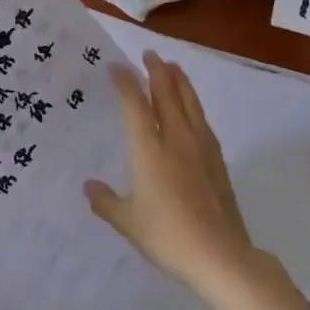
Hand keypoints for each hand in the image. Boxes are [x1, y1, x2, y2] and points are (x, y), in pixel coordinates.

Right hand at [86, 54, 259, 296]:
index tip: (116, 66)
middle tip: (150, 54)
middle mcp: (175, 140)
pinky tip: (193, 109)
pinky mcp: (217, 161)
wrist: (220, 255)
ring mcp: (200, 148)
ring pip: (190, 103)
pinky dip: (194, 105)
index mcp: (149, 150)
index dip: (125, 82)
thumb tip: (89, 186)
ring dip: (180, 82)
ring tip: (174, 67)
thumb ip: (106, 201)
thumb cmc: (167, 236)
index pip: (135, 104)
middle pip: (167, 95)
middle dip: (157, 71)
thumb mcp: (128, 222)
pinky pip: (202, 121)